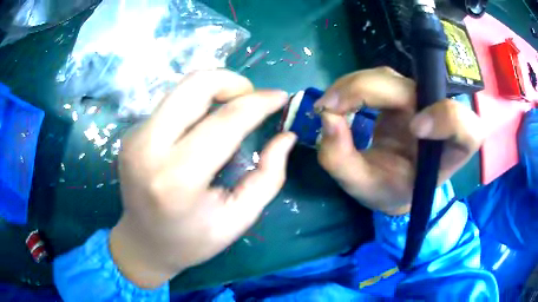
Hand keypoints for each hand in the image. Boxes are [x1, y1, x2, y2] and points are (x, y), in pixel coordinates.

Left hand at [110, 70, 295, 287]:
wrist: (143, 243)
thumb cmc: (192, 240)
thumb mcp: (238, 219)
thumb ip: (268, 176)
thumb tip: (286, 136)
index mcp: (177, 179)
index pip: (225, 122)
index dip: (259, 103)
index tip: (281, 97)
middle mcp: (148, 148)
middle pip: (195, 85)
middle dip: (232, 81)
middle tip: (251, 99)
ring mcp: (134, 136)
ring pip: (181, 87)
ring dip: (214, 89)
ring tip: (231, 109)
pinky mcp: (131, 132)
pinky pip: (171, 102)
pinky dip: (195, 103)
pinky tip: (203, 125)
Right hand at [315, 67, 484, 215]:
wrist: (393, 181)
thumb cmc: (388, 189)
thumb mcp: (364, 187)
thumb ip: (343, 161)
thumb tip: (327, 118)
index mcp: (449, 151)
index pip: (466, 127)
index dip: (448, 118)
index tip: (414, 129)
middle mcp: (439, 118)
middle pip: (412, 88)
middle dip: (367, 91)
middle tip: (328, 109)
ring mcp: (419, 100)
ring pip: (389, 77)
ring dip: (354, 86)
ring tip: (327, 108)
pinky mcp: (401, 92)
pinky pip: (377, 78)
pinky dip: (352, 86)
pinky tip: (337, 101)